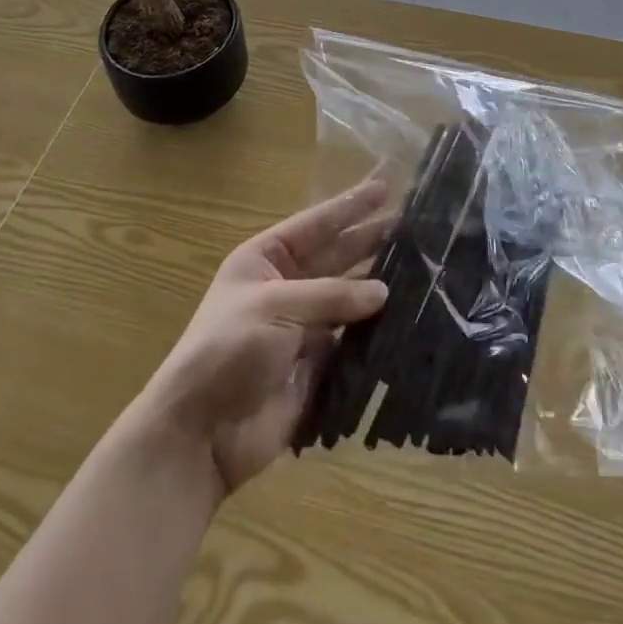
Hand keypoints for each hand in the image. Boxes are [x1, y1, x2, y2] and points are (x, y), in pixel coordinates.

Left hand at [144, 178, 392, 492]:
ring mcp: (302, 327)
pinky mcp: (316, 366)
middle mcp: (286, 287)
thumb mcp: (276, 306)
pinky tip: (409, 319)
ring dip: (379, 285)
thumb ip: (332, 294)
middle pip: (336, 256)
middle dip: (370, 240)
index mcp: (265, 260)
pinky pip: (352, 341)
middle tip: (414, 226)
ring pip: (348, 298)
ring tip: (421, 268)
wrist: (201, 435)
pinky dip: (377, 331)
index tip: (385, 188)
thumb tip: (383, 291)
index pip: (315, 224)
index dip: (349, 206)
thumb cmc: (229, 350)